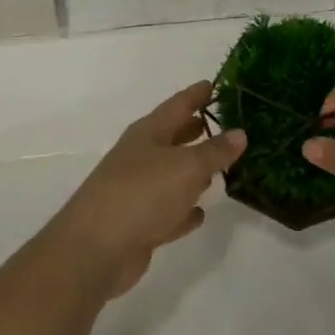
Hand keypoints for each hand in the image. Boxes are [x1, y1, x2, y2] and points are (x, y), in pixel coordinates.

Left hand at [46, 82, 245, 298]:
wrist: (94, 250)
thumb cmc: (142, 193)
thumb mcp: (187, 167)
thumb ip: (215, 151)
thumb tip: (240, 132)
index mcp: (149, 133)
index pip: (178, 104)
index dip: (197, 94)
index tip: (216, 84)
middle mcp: (141, 156)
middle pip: (174, 137)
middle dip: (197, 130)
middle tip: (227, 124)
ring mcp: (137, 191)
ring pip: (172, 175)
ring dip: (194, 172)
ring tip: (221, 168)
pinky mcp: (138, 225)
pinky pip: (168, 212)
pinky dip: (184, 211)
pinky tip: (200, 214)